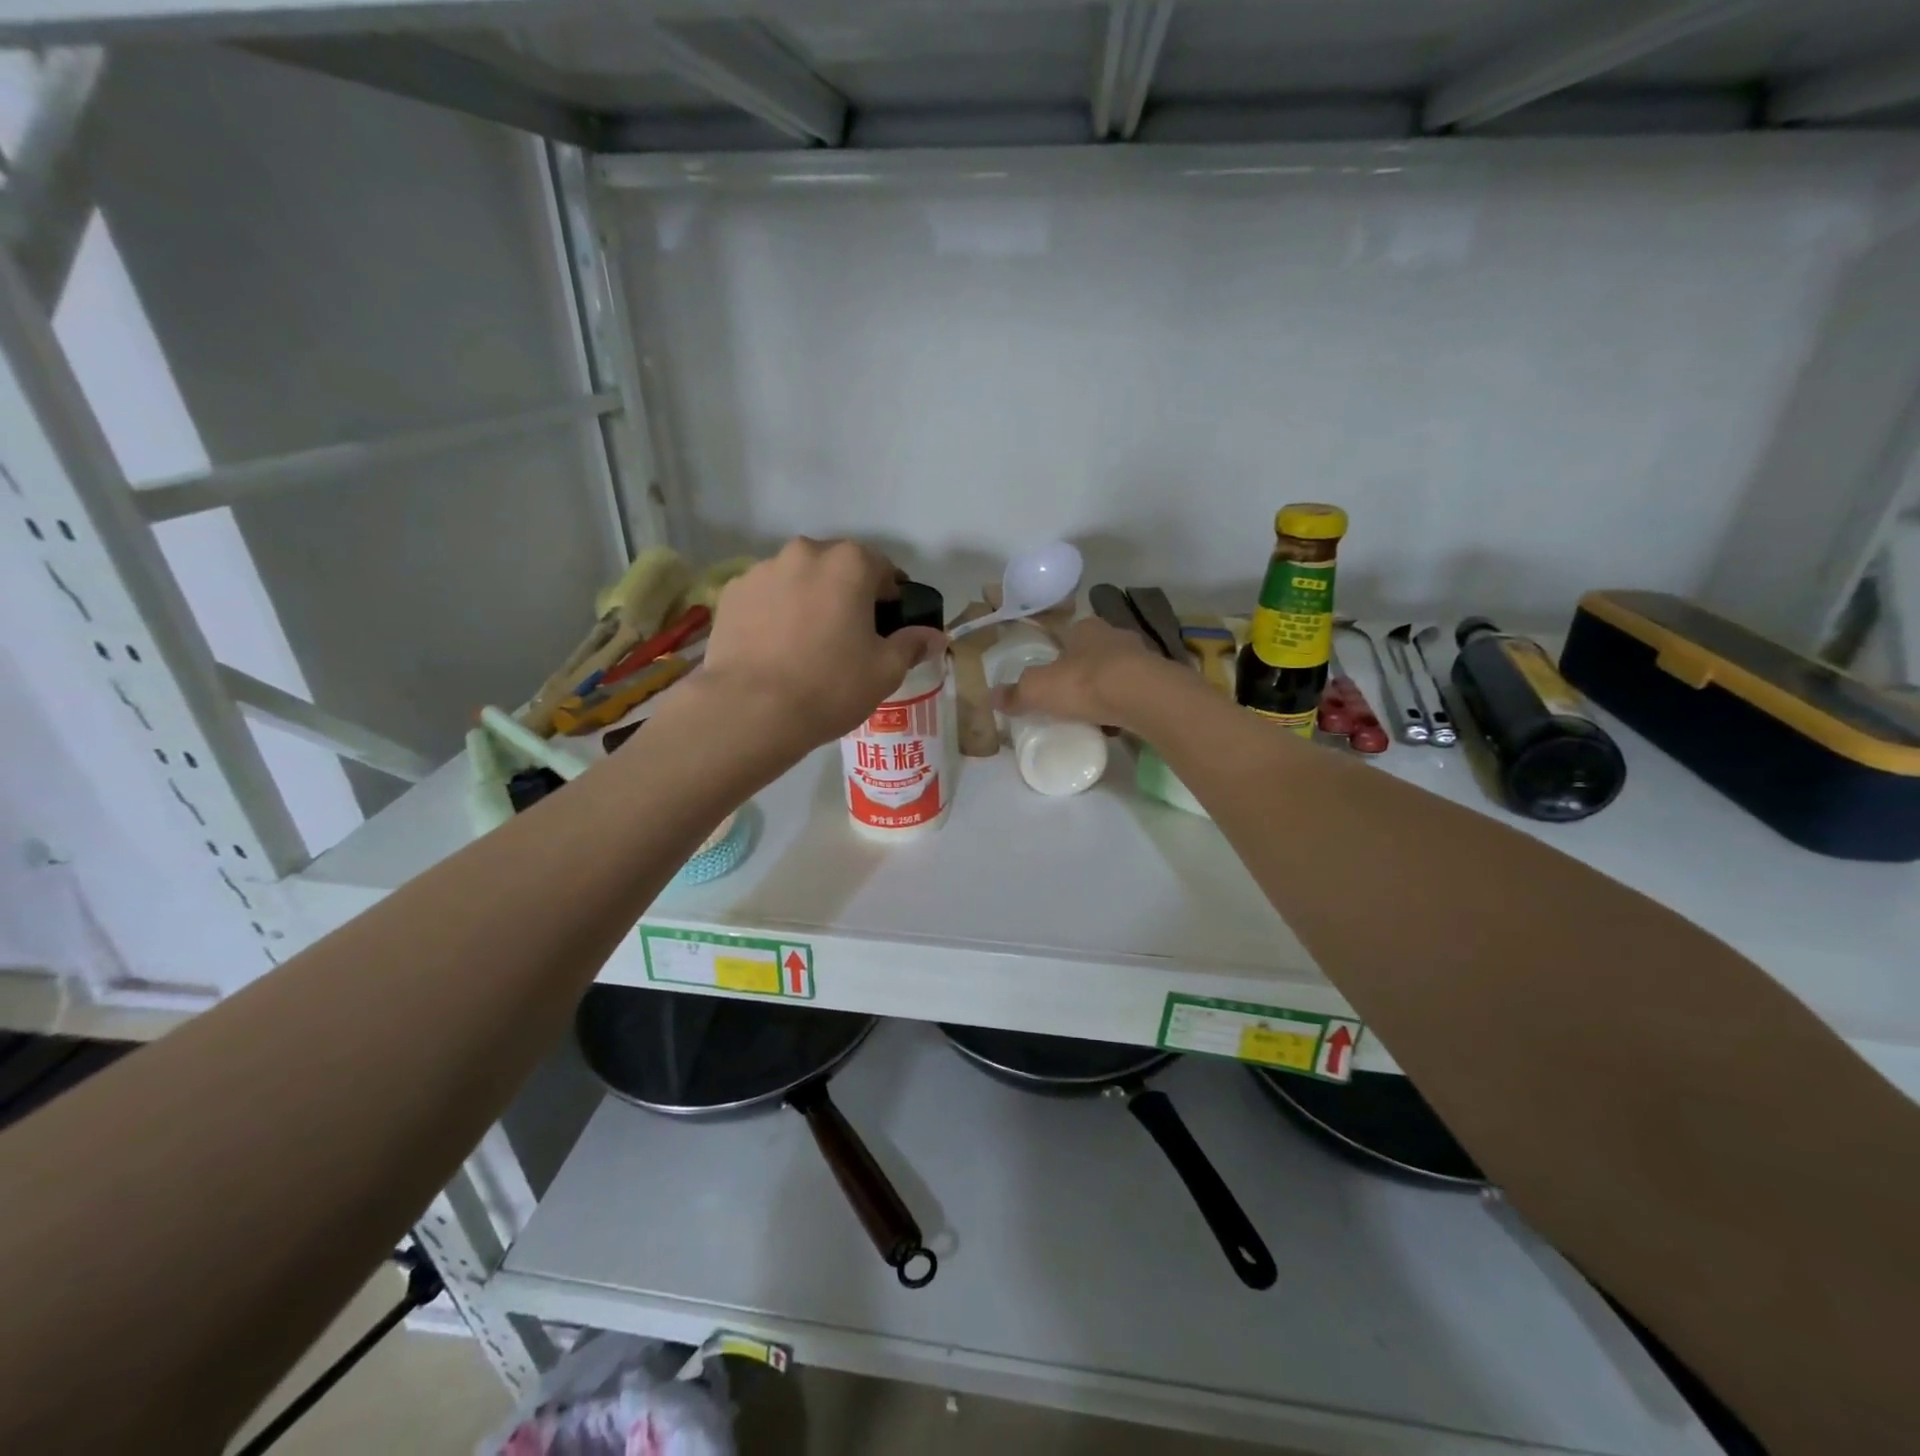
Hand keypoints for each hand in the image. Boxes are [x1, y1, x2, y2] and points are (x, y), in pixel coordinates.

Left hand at [700, 538, 945, 747]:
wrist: (750, 710)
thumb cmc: (830, 686)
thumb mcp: (885, 671)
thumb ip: (912, 644)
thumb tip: (934, 636)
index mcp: (849, 563)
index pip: (882, 568)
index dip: (890, 596)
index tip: (888, 624)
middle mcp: (804, 553)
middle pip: (836, 567)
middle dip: (847, 593)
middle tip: (848, 634)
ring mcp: (762, 570)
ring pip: (798, 579)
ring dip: (808, 599)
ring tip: (807, 644)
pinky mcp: (731, 594)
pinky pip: (766, 597)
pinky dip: (775, 612)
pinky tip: (775, 648)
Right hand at [997, 617, 1191, 731]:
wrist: (1144, 698)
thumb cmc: (1085, 683)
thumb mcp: (1038, 689)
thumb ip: (1016, 693)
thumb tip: (992, 697)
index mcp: (1084, 628)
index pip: (1066, 634)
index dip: (1055, 652)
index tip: (1049, 674)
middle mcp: (1114, 635)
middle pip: (1092, 652)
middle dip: (1081, 671)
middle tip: (1067, 697)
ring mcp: (1141, 657)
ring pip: (1116, 672)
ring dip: (1105, 688)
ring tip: (1092, 714)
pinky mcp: (1159, 681)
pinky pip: (1134, 692)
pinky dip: (1124, 705)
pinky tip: (1117, 724)